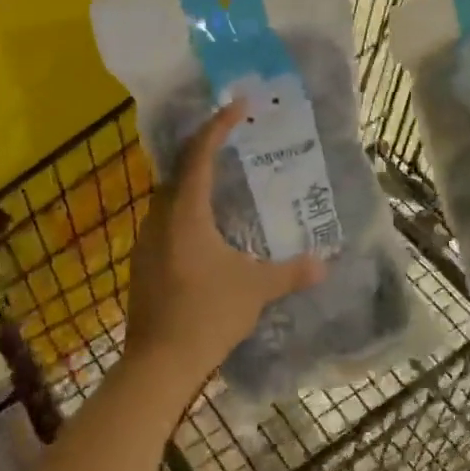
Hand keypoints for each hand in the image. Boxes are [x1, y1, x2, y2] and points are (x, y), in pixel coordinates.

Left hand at [125, 100, 324, 386]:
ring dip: (193, 181)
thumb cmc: (207, 315)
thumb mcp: (256, 290)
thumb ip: (292, 272)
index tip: (237, 106)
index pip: (199, 154)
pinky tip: (206, 228)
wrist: (158, 364)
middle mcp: (160, 219)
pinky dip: (185, 209)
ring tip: (223, 180)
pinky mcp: (143, 264)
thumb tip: (326, 262)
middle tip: (232, 140)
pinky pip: (165, 220)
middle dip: (204, 149)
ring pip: (169, 196)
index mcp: (186, 214)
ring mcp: (146, 242)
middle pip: (179, 170)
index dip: (218, 126)